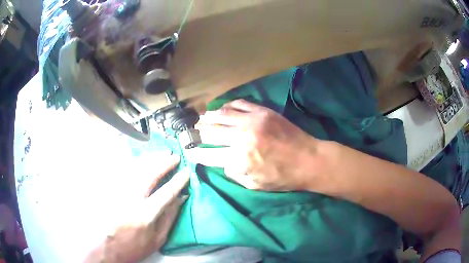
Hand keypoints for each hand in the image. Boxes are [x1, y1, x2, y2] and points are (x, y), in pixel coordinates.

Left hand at [85, 155, 188, 262]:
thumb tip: (181, 199)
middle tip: (174, 157)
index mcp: (146, 215)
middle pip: (150, 175)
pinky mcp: (113, 191)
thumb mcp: (158, 238)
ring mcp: (120, 193)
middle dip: (164, 164)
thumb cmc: (136, 246)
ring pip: (136, 170)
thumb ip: (170, 217)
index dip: (178, 181)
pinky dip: (136, 164)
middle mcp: (132, 200)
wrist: (109, 247)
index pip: (166, 193)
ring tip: (162, 154)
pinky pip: (125, 172)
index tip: (186, 172)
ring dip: (151, 160)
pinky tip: (143, 159)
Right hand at [187, 99, 318, 190]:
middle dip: (198, 133)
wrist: (309, 160)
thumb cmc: (283, 177)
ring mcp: (252, 121)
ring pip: (221, 115)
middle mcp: (241, 137)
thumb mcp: (255, 185)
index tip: (189, 152)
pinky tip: (222, 109)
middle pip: (210, 131)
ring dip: (208, 117)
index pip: (208, 155)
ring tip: (201, 119)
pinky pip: (239, 103)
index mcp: (239, 159)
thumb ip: (234, 174)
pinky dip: (227, 106)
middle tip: (193, 132)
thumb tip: (222, 162)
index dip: (195, 154)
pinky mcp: (263, 111)